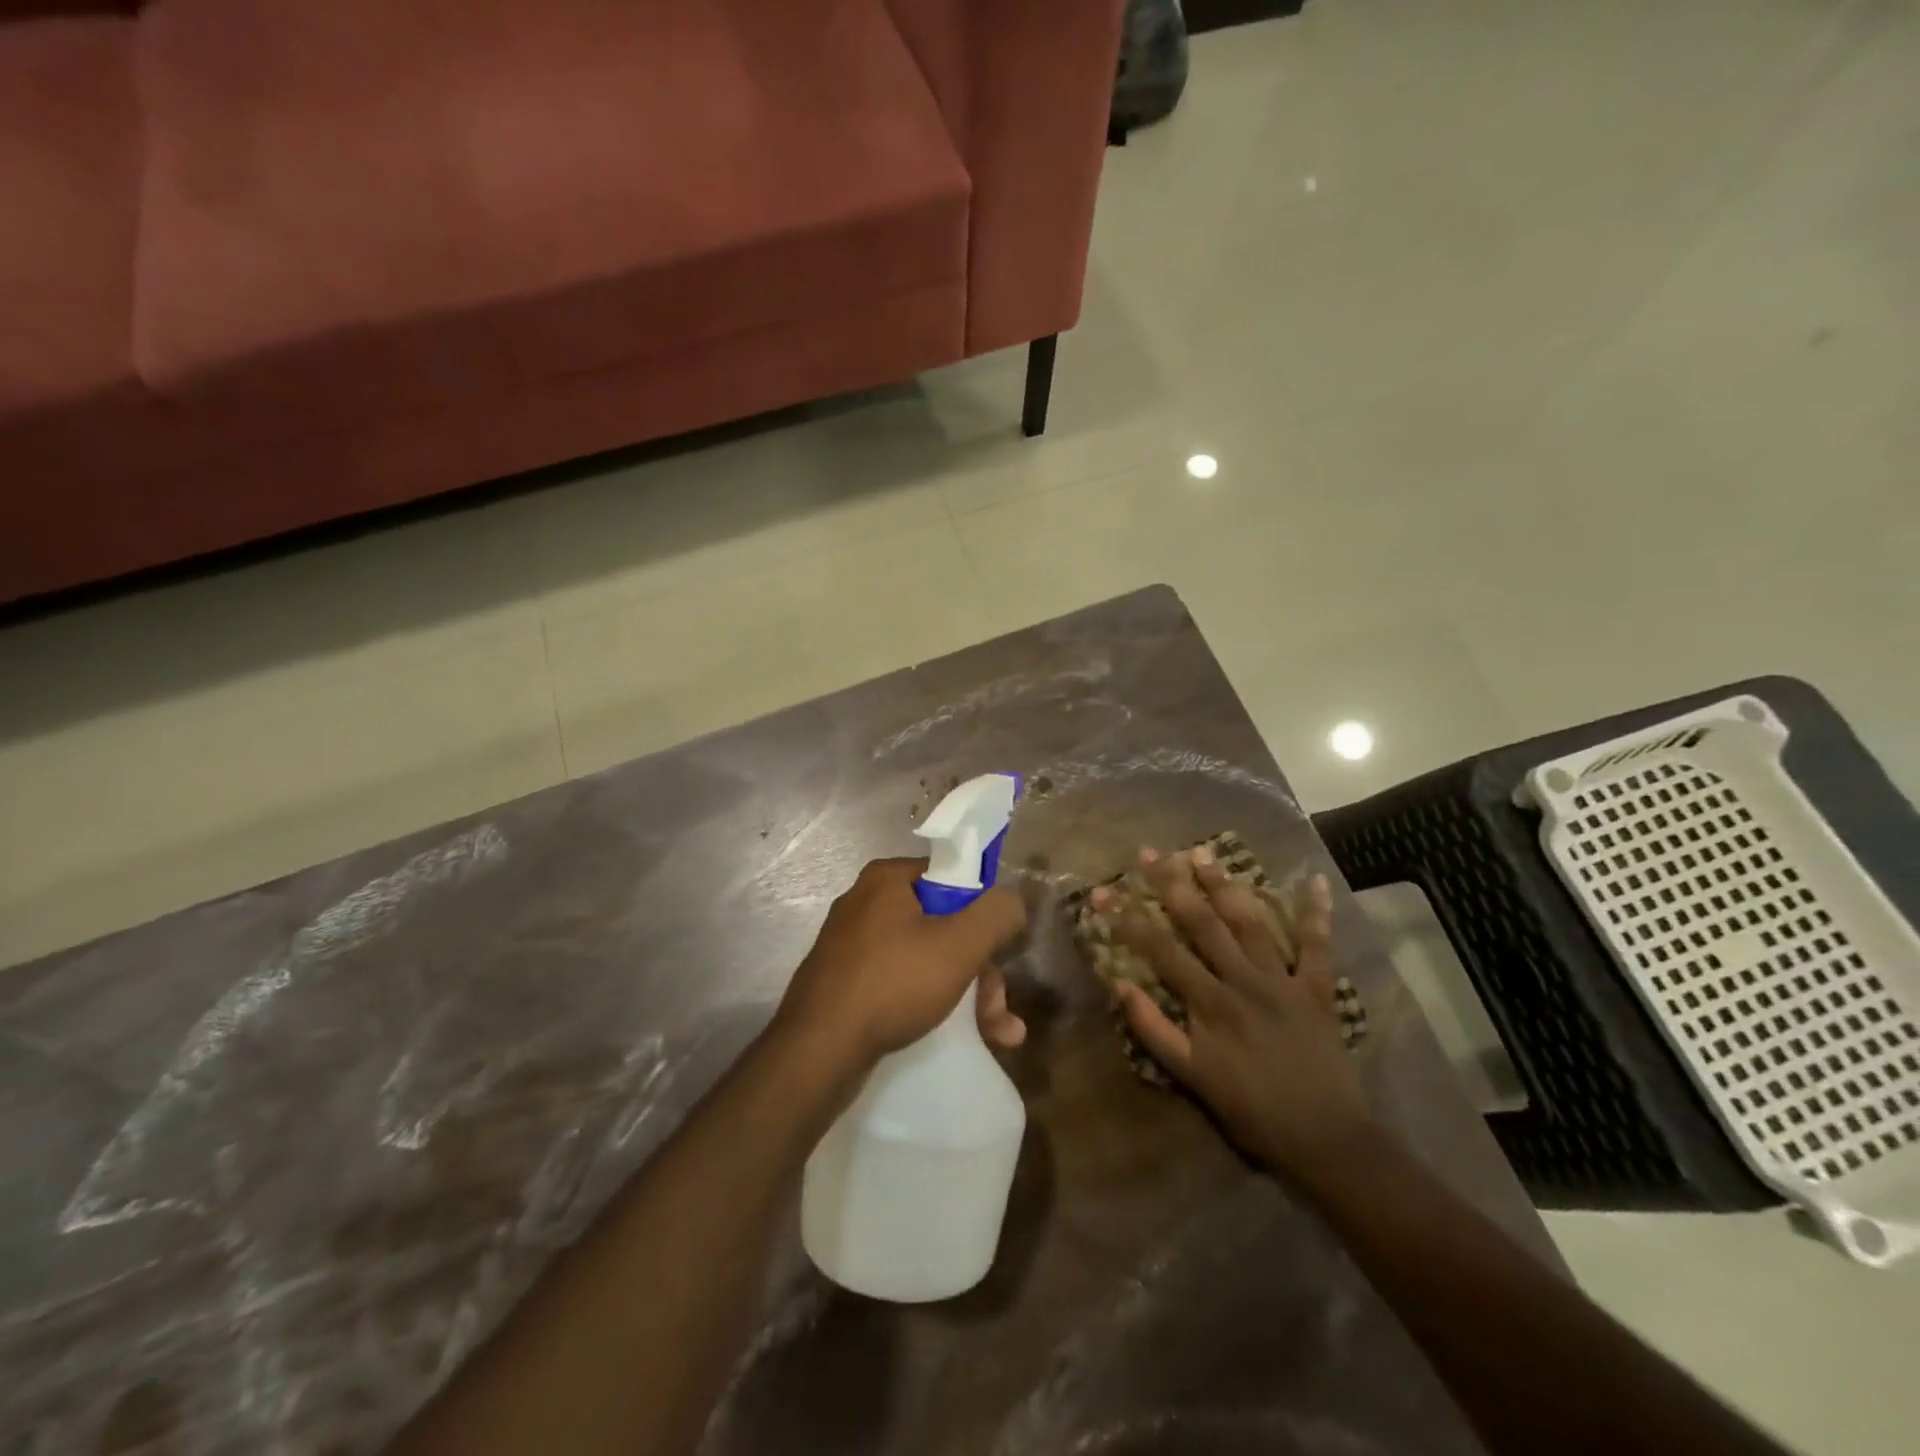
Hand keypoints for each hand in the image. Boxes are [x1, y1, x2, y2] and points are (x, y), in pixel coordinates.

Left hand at [776, 858, 1027, 1069]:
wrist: (818, 1052)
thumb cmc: (893, 983)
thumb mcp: (959, 944)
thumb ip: (996, 913)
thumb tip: (1013, 899)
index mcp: (887, 879)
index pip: (951, 877)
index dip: (982, 910)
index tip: (1000, 947)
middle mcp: (866, 903)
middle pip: (943, 924)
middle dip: (980, 967)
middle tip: (999, 1006)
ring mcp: (853, 945)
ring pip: (926, 958)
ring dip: (967, 993)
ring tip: (998, 1033)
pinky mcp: (847, 983)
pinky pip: (901, 982)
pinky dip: (933, 1003)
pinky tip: (965, 1037)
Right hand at [1104, 846, 1374, 1180]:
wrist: (1324, 1139)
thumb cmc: (1251, 1109)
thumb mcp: (1191, 1077)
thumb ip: (1153, 1030)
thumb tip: (1119, 984)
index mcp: (1210, 1001)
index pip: (1161, 949)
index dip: (1129, 918)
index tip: (1104, 890)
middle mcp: (1243, 980)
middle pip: (1202, 923)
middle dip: (1172, 885)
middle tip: (1151, 853)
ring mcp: (1283, 980)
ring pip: (1249, 922)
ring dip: (1225, 885)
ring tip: (1203, 852)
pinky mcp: (1318, 989)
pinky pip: (1319, 946)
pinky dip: (1317, 914)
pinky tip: (1316, 880)